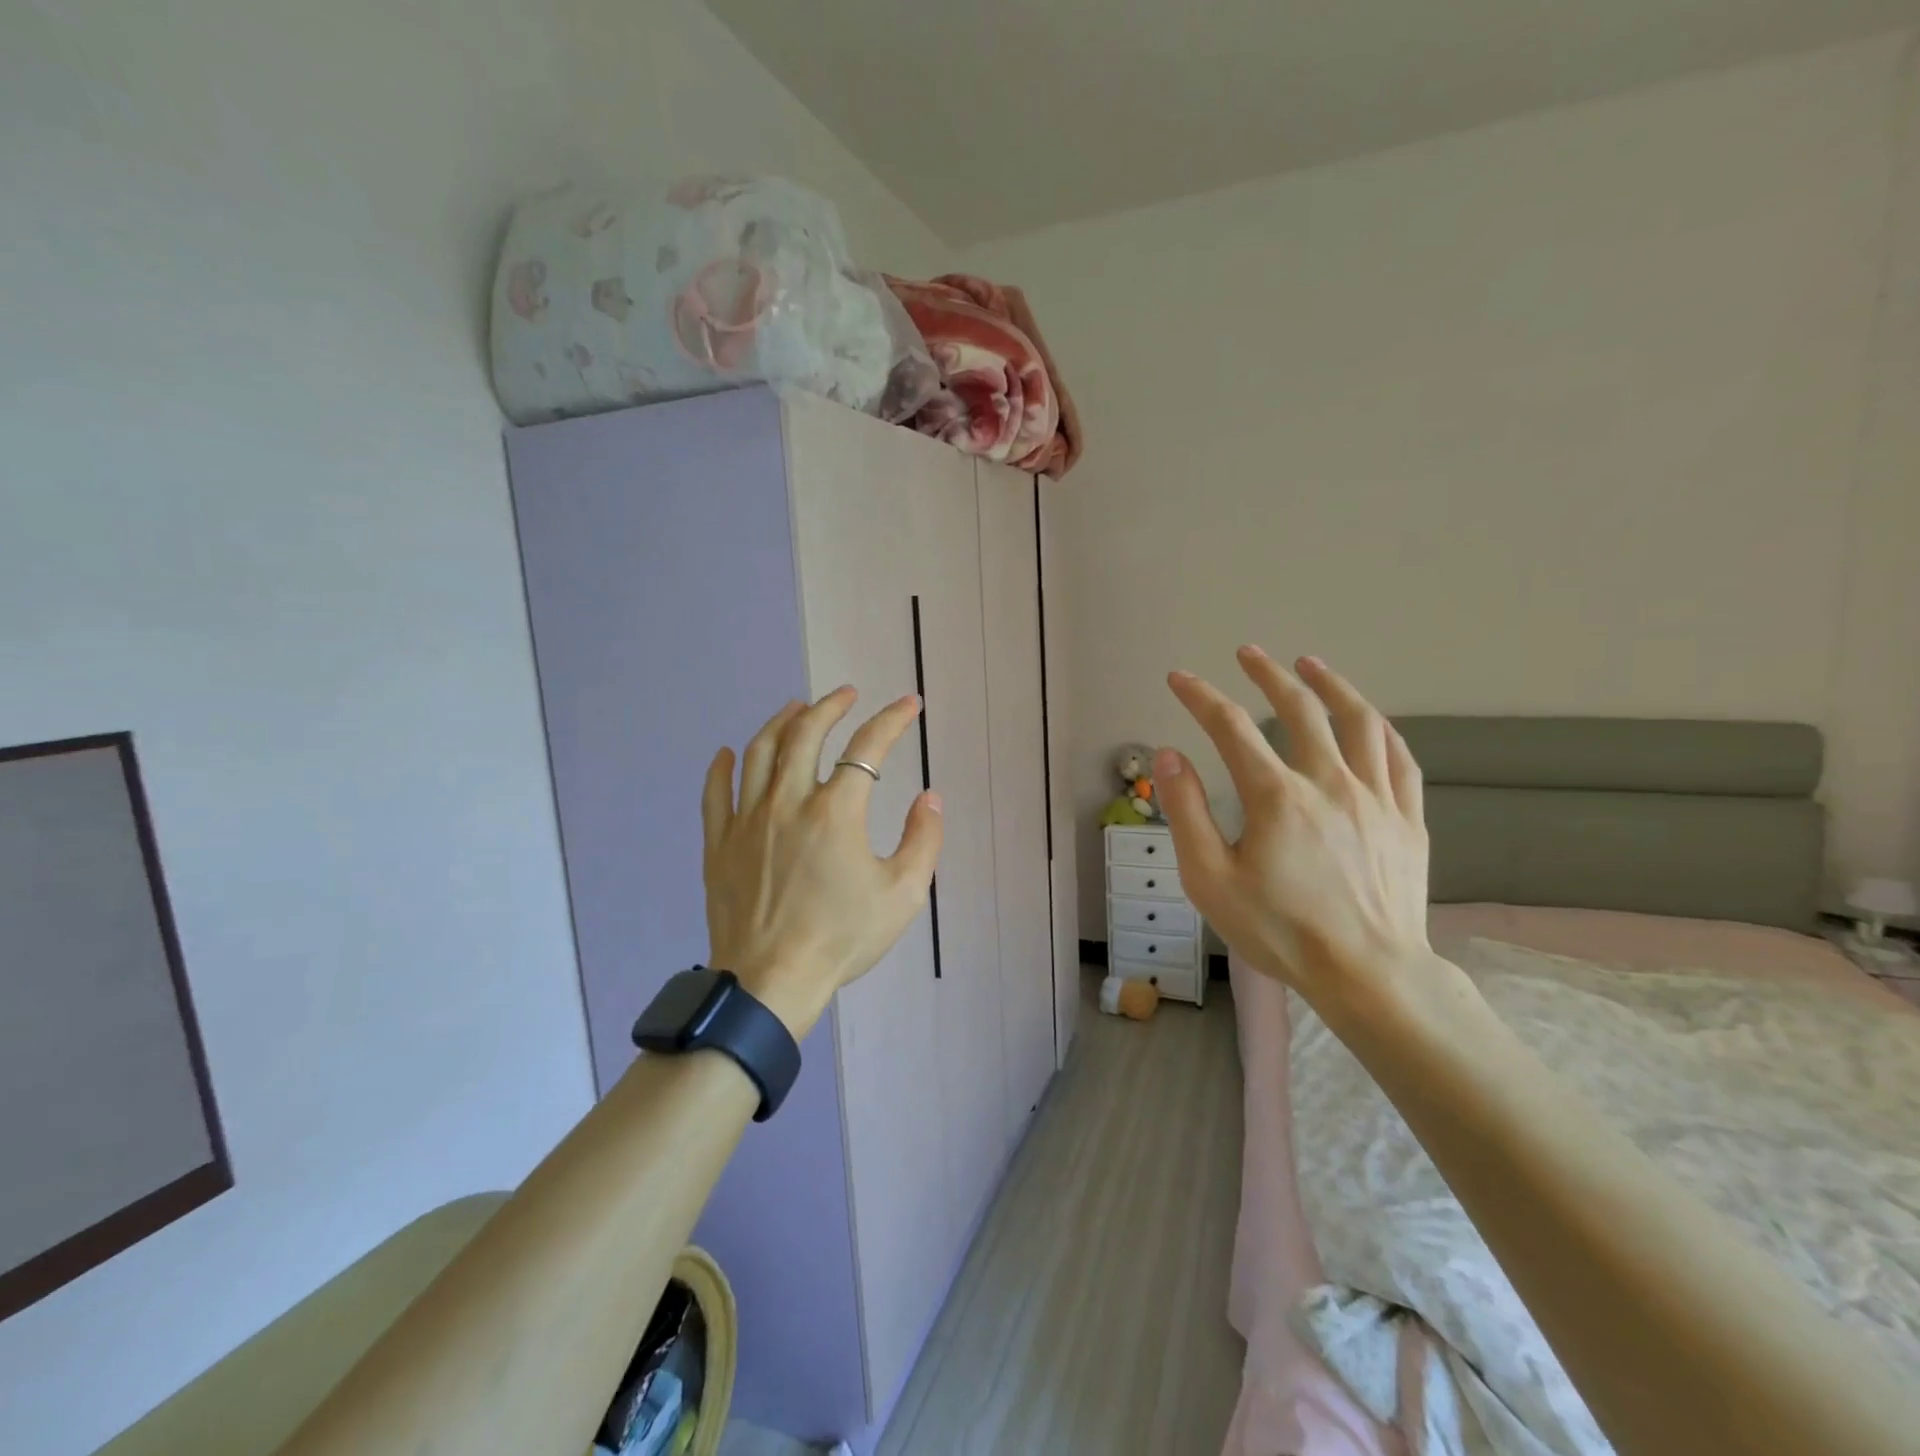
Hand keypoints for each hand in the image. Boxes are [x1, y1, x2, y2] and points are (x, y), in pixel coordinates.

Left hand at [702, 687, 944, 1037]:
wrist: (770, 983)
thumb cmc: (842, 938)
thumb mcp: (904, 895)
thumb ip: (924, 840)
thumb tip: (930, 798)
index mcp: (836, 812)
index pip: (867, 749)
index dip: (892, 720)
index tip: (908, 704)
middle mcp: (788, 802)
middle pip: (805, 734)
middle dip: (830, 705)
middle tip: (847, 693)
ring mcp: (747, 820)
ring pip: (759, 752)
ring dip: (780, 722)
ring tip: (796, 708)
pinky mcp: (719, 843)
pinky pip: (715, 792)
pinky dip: (722, 767)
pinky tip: (728, 752)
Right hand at [1156, 649, 1431, 1013]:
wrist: (1368, 976)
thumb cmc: (1279, 931)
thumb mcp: (1210, 879)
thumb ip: (1187, 812)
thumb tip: (1169, 755)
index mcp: (1276, 797)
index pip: (1230, 728)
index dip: (1200, 697)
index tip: (1179, 679)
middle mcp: (1329, 783)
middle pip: (1299, 710)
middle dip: (1269, 674)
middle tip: (1248, 653)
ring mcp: (1375, 799)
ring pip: (1359, 722)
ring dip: (1332, 686)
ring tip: (1311, 664)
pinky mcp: (1407, 820)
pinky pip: (1399, 759)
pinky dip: (1380, 729)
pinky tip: (1368, 720)